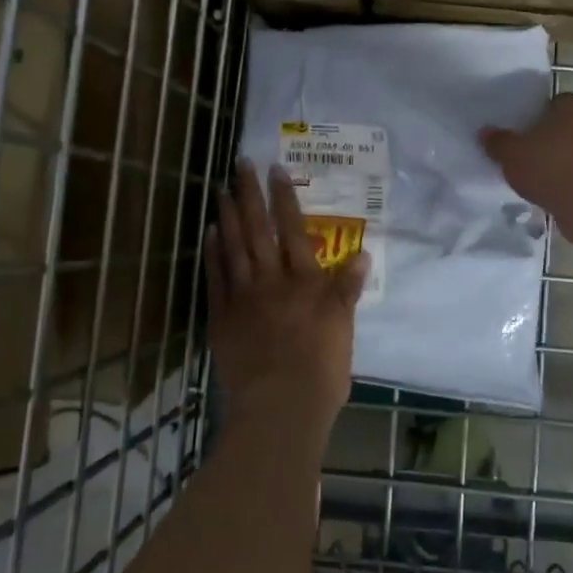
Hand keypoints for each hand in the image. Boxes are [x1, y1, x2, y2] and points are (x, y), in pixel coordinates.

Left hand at [206, 160, 368, 437]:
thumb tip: (362, 255)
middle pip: (258, 230)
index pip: (294, 230)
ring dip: (227, 216)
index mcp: (304, 281)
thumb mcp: (344, 327)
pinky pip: (216, 278)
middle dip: (250, 195)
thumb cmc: (321, 370)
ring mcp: (243, 297)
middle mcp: (271, 280)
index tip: (277, 171)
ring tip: (222, 190)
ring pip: (233, 247)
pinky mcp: (222, 318)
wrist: (280, 407)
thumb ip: (347, 289)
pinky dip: (213, 254)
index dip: (285, 199)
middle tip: (241, 165)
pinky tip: (210, 234)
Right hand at [479, 92, 572, 251]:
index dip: (536, 116)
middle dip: (550, 142)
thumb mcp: (512, 154)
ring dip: (562, 167)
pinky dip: (572, 187)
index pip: (554, 102)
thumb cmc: (553, 167)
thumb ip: (499, 142)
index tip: (521, 133)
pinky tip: (554, 199)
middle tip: (526, 157)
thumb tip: (485, 133)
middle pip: (568, 129)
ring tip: (537, 183)